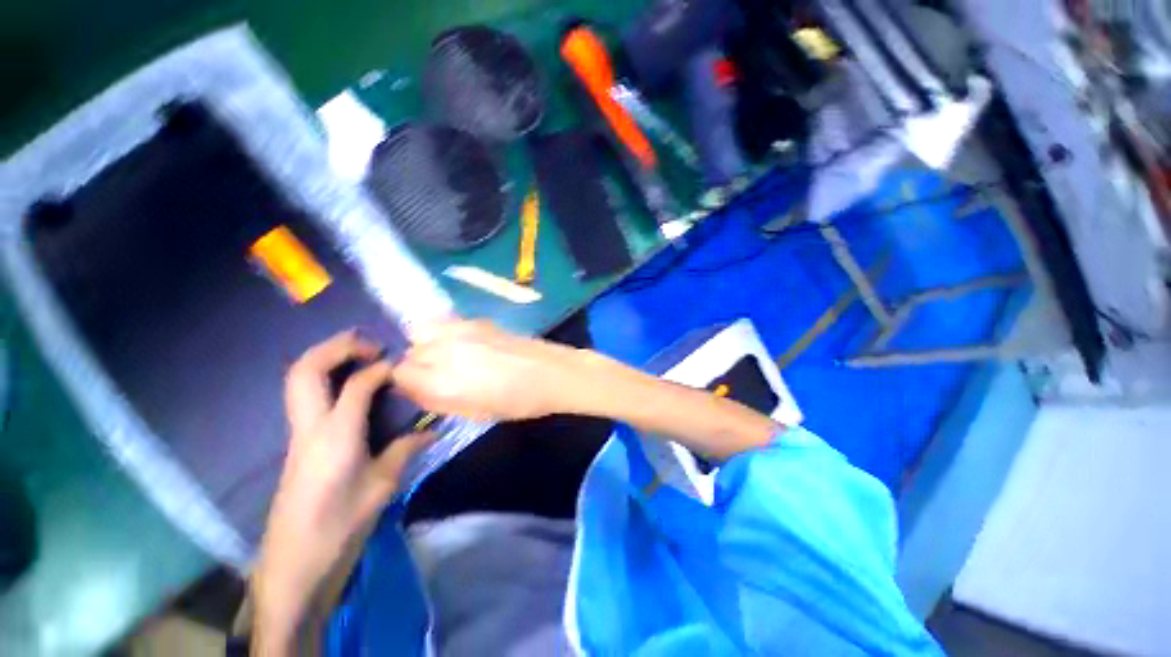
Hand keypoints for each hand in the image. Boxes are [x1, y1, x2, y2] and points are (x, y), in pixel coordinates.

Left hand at [254, 331, 432, 650]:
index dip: (382, 368)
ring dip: (325, 357)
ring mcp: (298, 433)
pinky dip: (322, 376)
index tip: (403, 365)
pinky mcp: (298, 442)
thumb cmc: (341, 525)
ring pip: (297, 379)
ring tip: (357, 353)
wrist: (295, 563)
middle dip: (337, 347)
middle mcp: (310, 427)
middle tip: (368, 343)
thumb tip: (431, 431)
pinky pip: (303, 395)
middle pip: (307, 370)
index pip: (358, 385)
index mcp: (336, 435)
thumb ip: (406, 450)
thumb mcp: (383, 486)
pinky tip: (346, 384)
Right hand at [394, 320, 584, 421]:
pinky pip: (445, 323)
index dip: (407, 383)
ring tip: (447, 356)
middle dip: (417, 364)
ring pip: (421, 331)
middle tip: (438, 375)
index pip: (400, 373)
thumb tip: (416, 391)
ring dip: (426, 344)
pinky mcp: (477, 321)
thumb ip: (438, 402)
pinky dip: (443, 332)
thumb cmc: (518, 402)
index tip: (421, 388)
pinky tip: (463, 343)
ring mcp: (461, 331)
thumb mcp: (474, 414)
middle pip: (410, 352)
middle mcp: (445, 352)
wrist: (551, 373)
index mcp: (443, 382)